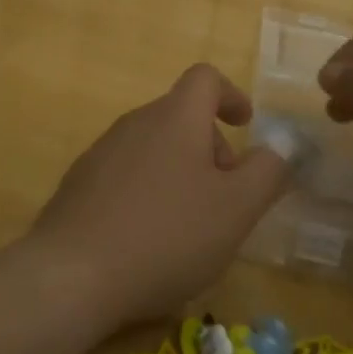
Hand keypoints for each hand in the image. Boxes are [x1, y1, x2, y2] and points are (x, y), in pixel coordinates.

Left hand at [29, 64, 291, 327]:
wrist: (71, 275)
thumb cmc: (167, 235)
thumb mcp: (236, 209)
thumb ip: (267, 173)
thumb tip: (281, 148)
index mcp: (175, 118)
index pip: (205, 78)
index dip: (231, 95)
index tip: (245, 126)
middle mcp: (134, 123)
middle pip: (181, 116)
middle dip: (211, 147)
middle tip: (225, 198)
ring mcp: (100, 153)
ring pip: (153, 147)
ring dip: (180, 172)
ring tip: (189, 225)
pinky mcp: (78, 185)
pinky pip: (125, 174)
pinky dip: (148, 192)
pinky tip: (148, 239)